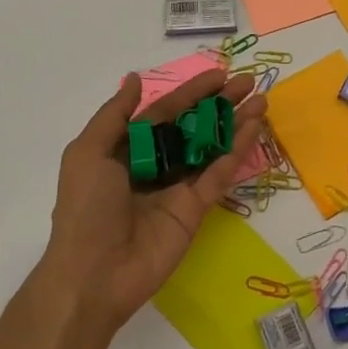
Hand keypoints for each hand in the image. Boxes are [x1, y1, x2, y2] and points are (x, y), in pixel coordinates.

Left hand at [41, 67, 267, 333]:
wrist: (94, 274)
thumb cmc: (85, 208)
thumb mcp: (87, 153)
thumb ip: (115, 115)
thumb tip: (134, 79)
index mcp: (128, 149)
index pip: (165, 112)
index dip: (191, 92)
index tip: (220, 74)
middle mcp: (156, 164)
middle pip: (194, 126)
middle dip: (220, 103)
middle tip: (249, 82)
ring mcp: (178, 187)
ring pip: (212, 147)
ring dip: (236, 123)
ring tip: (262, 101)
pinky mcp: (196, 209)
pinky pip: (219, 174)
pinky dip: (237, 151)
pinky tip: (254, 128)